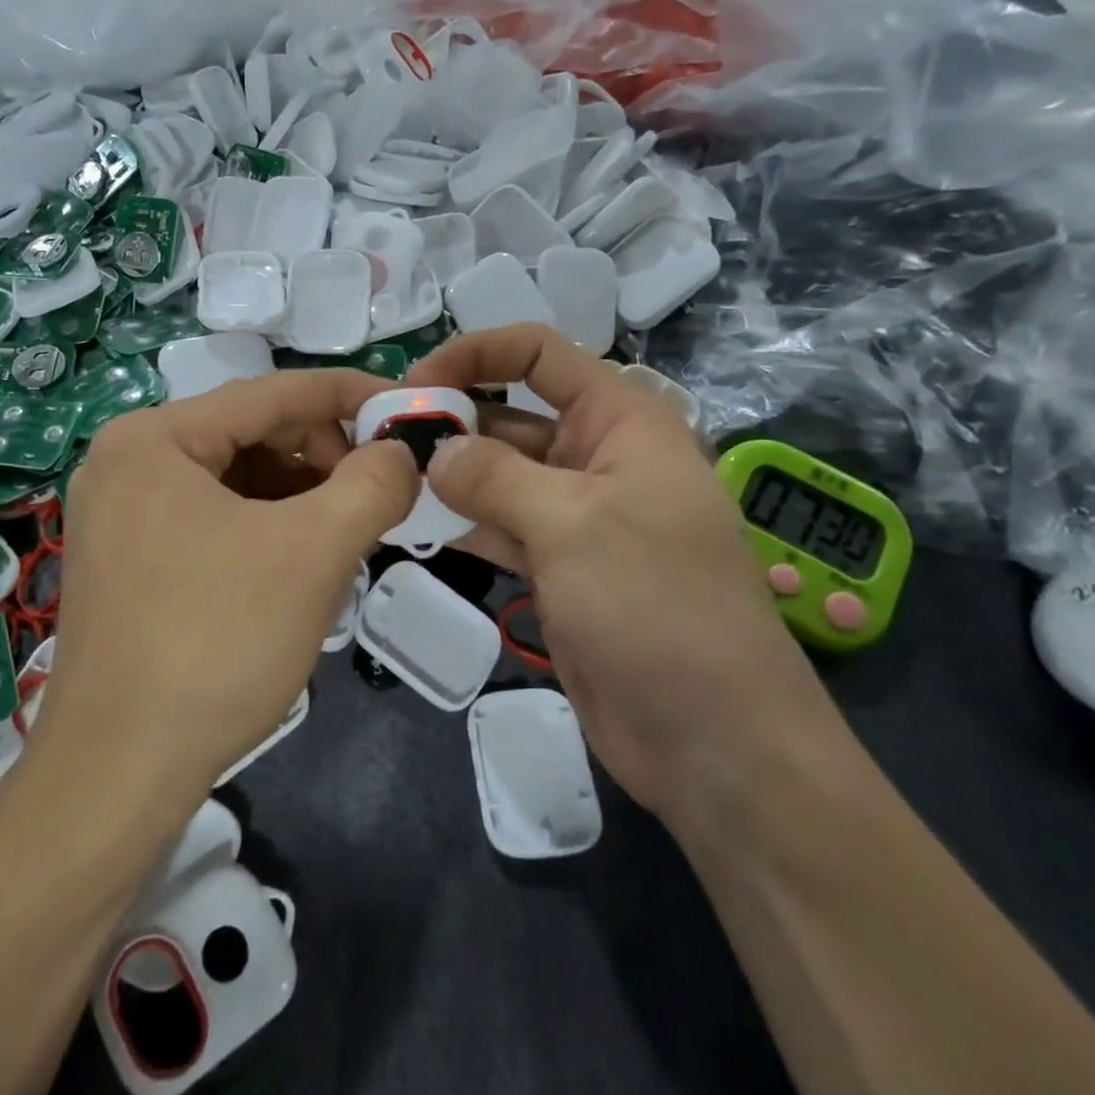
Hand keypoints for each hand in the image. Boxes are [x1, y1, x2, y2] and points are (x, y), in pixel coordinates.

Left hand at [32, 370, 418, 805]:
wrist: (117, 778)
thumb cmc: (215, 643)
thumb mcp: (313, 552)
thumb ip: (372, 484)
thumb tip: (402, 452)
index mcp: (155, 437)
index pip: (273, 392)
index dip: (349, 396)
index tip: (409, 410)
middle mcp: (129, 461)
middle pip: (252, 434)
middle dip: (325, 457)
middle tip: (381, 492)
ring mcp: (123, 514)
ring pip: (238, 480)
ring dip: (302, 498)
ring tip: (347, 535)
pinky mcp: (131, 560)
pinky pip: (216, 519)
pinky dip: (269, 529)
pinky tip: (303, 565)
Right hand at [407, 326, 844, 822]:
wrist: (713, 741)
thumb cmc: (656, 606)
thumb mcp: (573, 524)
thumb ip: (495, 476)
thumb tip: (435, 453)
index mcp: (621, 420)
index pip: (540, 354)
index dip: (476, 353)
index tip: (414, 385)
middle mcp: (598, 456)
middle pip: (512, 413)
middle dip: (452, 419)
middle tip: (381, 439)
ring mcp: (576, 515)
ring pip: (500, 473)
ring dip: (449, 473)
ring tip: (385, 477)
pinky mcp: (558, 566)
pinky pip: (499, 525)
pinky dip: (461, 520)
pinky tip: (412, 521)